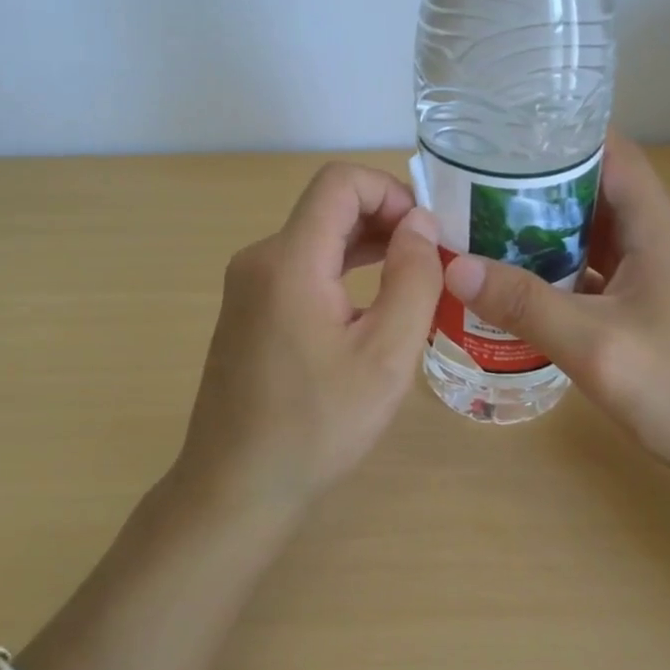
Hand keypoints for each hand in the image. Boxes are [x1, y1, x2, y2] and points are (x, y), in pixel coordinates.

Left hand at [173, 163, 441, 510]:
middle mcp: (260, 259)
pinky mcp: (248, 311)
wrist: (236, 487)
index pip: (340, 182)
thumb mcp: (386, 355)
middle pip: (328, 207)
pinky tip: (373, 307)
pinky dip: (342, 271)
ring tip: (414, 281)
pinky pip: (301, 269)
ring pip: (316, 238)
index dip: (391, 191)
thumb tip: (420, 224)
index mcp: (289, 261)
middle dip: (386, 220)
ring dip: (367, 247)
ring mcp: (248, 286)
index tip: (427, 234)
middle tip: (433, 261)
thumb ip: (413, 279)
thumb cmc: (318, 426)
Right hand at [441, 135, 669, 481]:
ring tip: (482, 228)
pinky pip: (592, 273)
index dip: (562, 136)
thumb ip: (526, 306)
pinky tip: (516, 285)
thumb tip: (455, 268)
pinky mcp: (642, 309)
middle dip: (537, 184)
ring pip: (590, 234)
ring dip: (543, 230)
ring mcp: (650, 276)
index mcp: (654, 227)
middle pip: (593, 189)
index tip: (503, 137)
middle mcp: (654, 240)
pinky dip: (555, 271)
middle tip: (473, 188)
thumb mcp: (595, 345)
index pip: (611, 152)